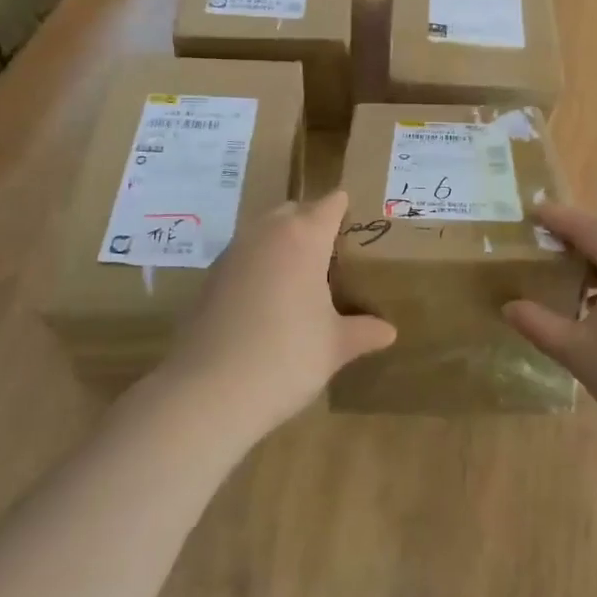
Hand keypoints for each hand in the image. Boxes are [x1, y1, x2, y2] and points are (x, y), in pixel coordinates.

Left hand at [160, 190, 395, 439]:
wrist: (209, 392)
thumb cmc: (286, 357)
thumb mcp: (335, 347)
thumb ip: (363, 331)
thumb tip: (388, 331)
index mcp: (304, 237)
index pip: (330, 204)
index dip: (345, 210)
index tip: (358, 226)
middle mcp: (266, 234)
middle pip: (294, 211)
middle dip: (312, 223)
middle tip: (333, 255)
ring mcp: (233, 253)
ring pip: (264, 231)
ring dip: (282, 243)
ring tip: (301, 278)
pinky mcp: (210, 278)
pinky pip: (243, 256)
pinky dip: (258, 266)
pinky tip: (268, 301)